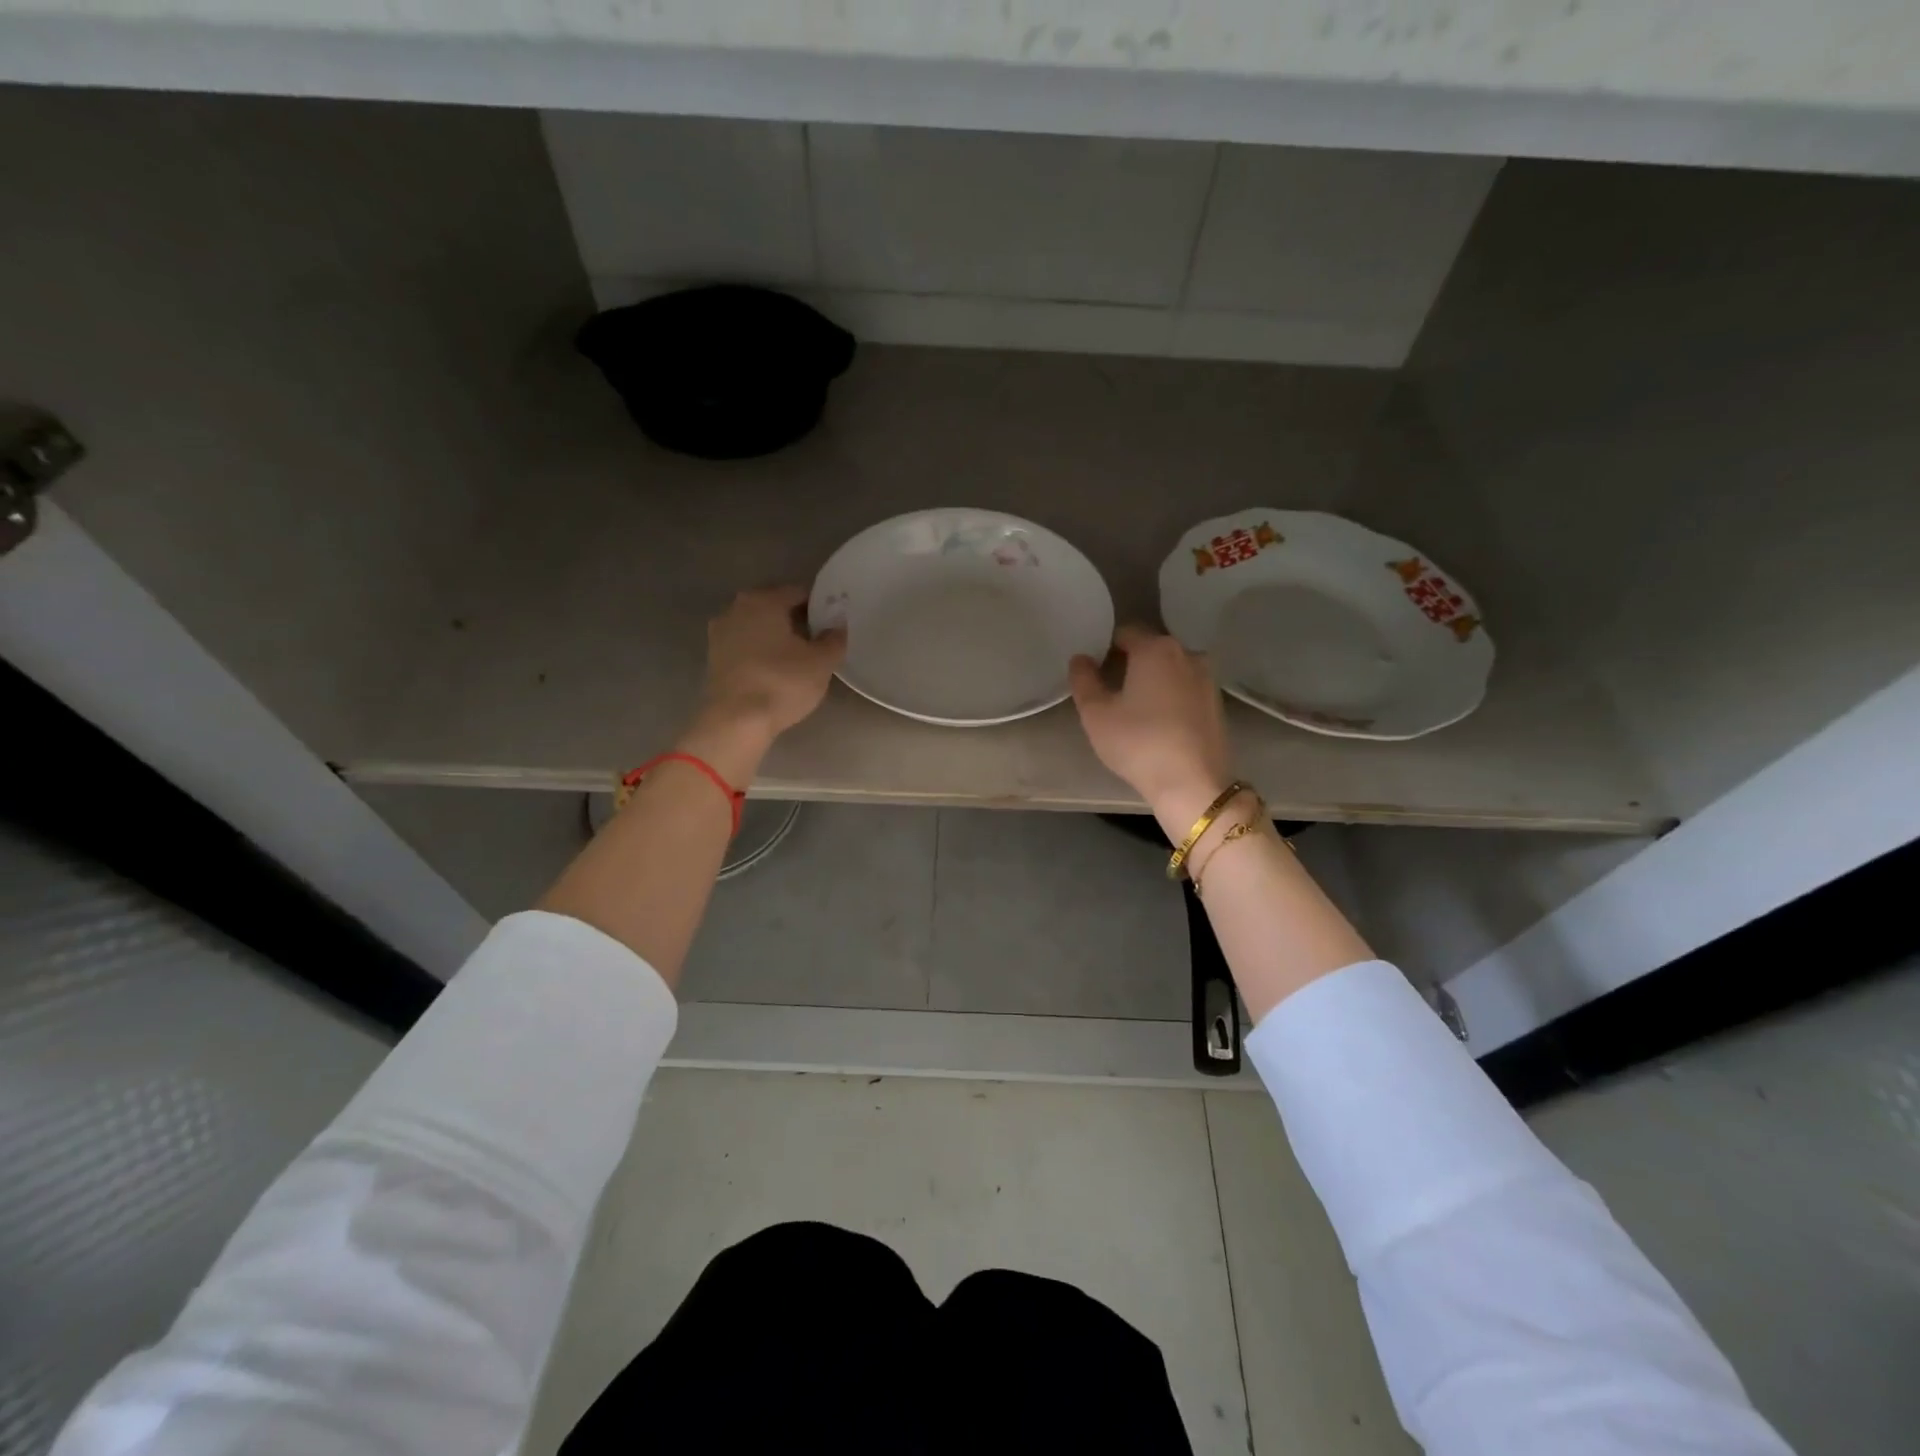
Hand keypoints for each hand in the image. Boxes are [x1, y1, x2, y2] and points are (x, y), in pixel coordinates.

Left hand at [682, 586, 845, 777]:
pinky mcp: (713, 659)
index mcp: (763, 600)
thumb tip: (837, 626)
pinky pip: (745, 647)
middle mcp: (736, 608)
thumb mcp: (821, 662)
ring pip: (757, 628)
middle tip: (818, 640)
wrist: (736, 721)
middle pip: (774, 607)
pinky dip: (760, 653)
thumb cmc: (782, 682)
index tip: (832, 623)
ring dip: (776, 637)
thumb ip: (834, 639)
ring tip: (798, 658)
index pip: (798, 592)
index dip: (819, 606)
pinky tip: (776, 671)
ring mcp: (720, 634)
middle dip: (796, 620)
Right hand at [1069, 625, 1233, 830]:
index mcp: (1155, 648)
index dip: (1105, 648)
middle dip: (1131, 662)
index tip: (1095, 672)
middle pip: (1151, 648)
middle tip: (1111, 691)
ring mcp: (1207, 678)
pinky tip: (1160, 722)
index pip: (1124, 633)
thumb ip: (1083, 680)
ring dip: (1153, 680)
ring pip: (1171, 669)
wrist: (1192, 784)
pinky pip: (1186, 688)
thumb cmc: (1138, 743)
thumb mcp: (1095, 714)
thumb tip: (1081, 658)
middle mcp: (1186, 653)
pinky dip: (1171, 696)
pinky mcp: (1217, 703)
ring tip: (1136, 709)